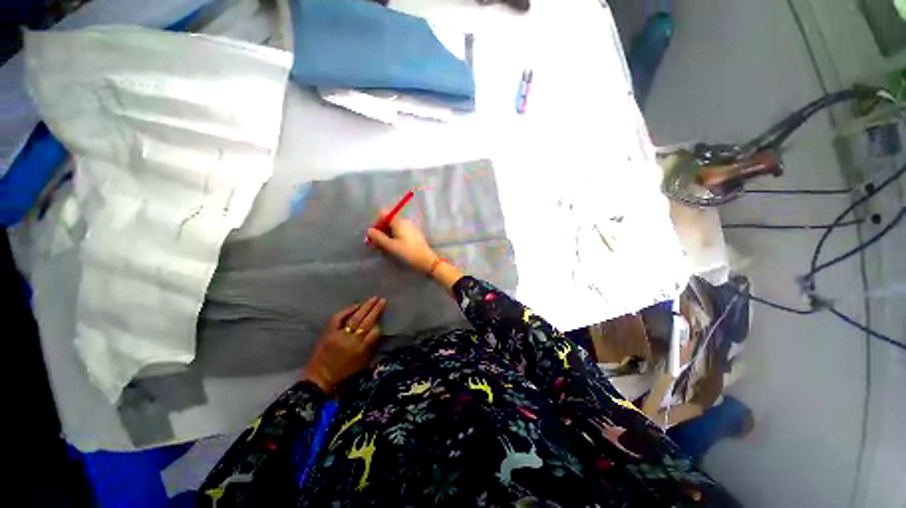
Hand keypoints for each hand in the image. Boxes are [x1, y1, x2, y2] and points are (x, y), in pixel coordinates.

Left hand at [301, 297, 385, 393]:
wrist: (318, 381)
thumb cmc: (343, 377)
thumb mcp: (362, 365)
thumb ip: (371, 348)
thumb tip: (377, 332)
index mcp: (362, 350)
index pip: (375, 332)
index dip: (379, 325)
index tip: (382, 319)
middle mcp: (352, 341)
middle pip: (367, 322)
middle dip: (376, 309)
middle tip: (382, 299)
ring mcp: (339, 336)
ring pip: (355, 317)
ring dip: (366, 306)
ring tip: (373, 298)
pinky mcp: (328, 333)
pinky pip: (338, 318)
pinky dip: (347, 310)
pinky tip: (356, 305)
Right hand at [366, 209, 437, 273]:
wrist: (426, 260)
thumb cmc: (407, 252)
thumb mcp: (390, 246)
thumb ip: (378, 237)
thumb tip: (369, 230)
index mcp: (399, 222)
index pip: (384, 214)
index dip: (377, 222)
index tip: (375, 234)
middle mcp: (405, 222)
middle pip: (388, 222)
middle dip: (381, 231)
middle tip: (377, 245)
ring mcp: (410, 228)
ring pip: (394, 229)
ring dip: (387, 237)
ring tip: (385, 249)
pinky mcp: (413, 234)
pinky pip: (400, 233)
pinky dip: (395, 239)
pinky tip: (394, 249)